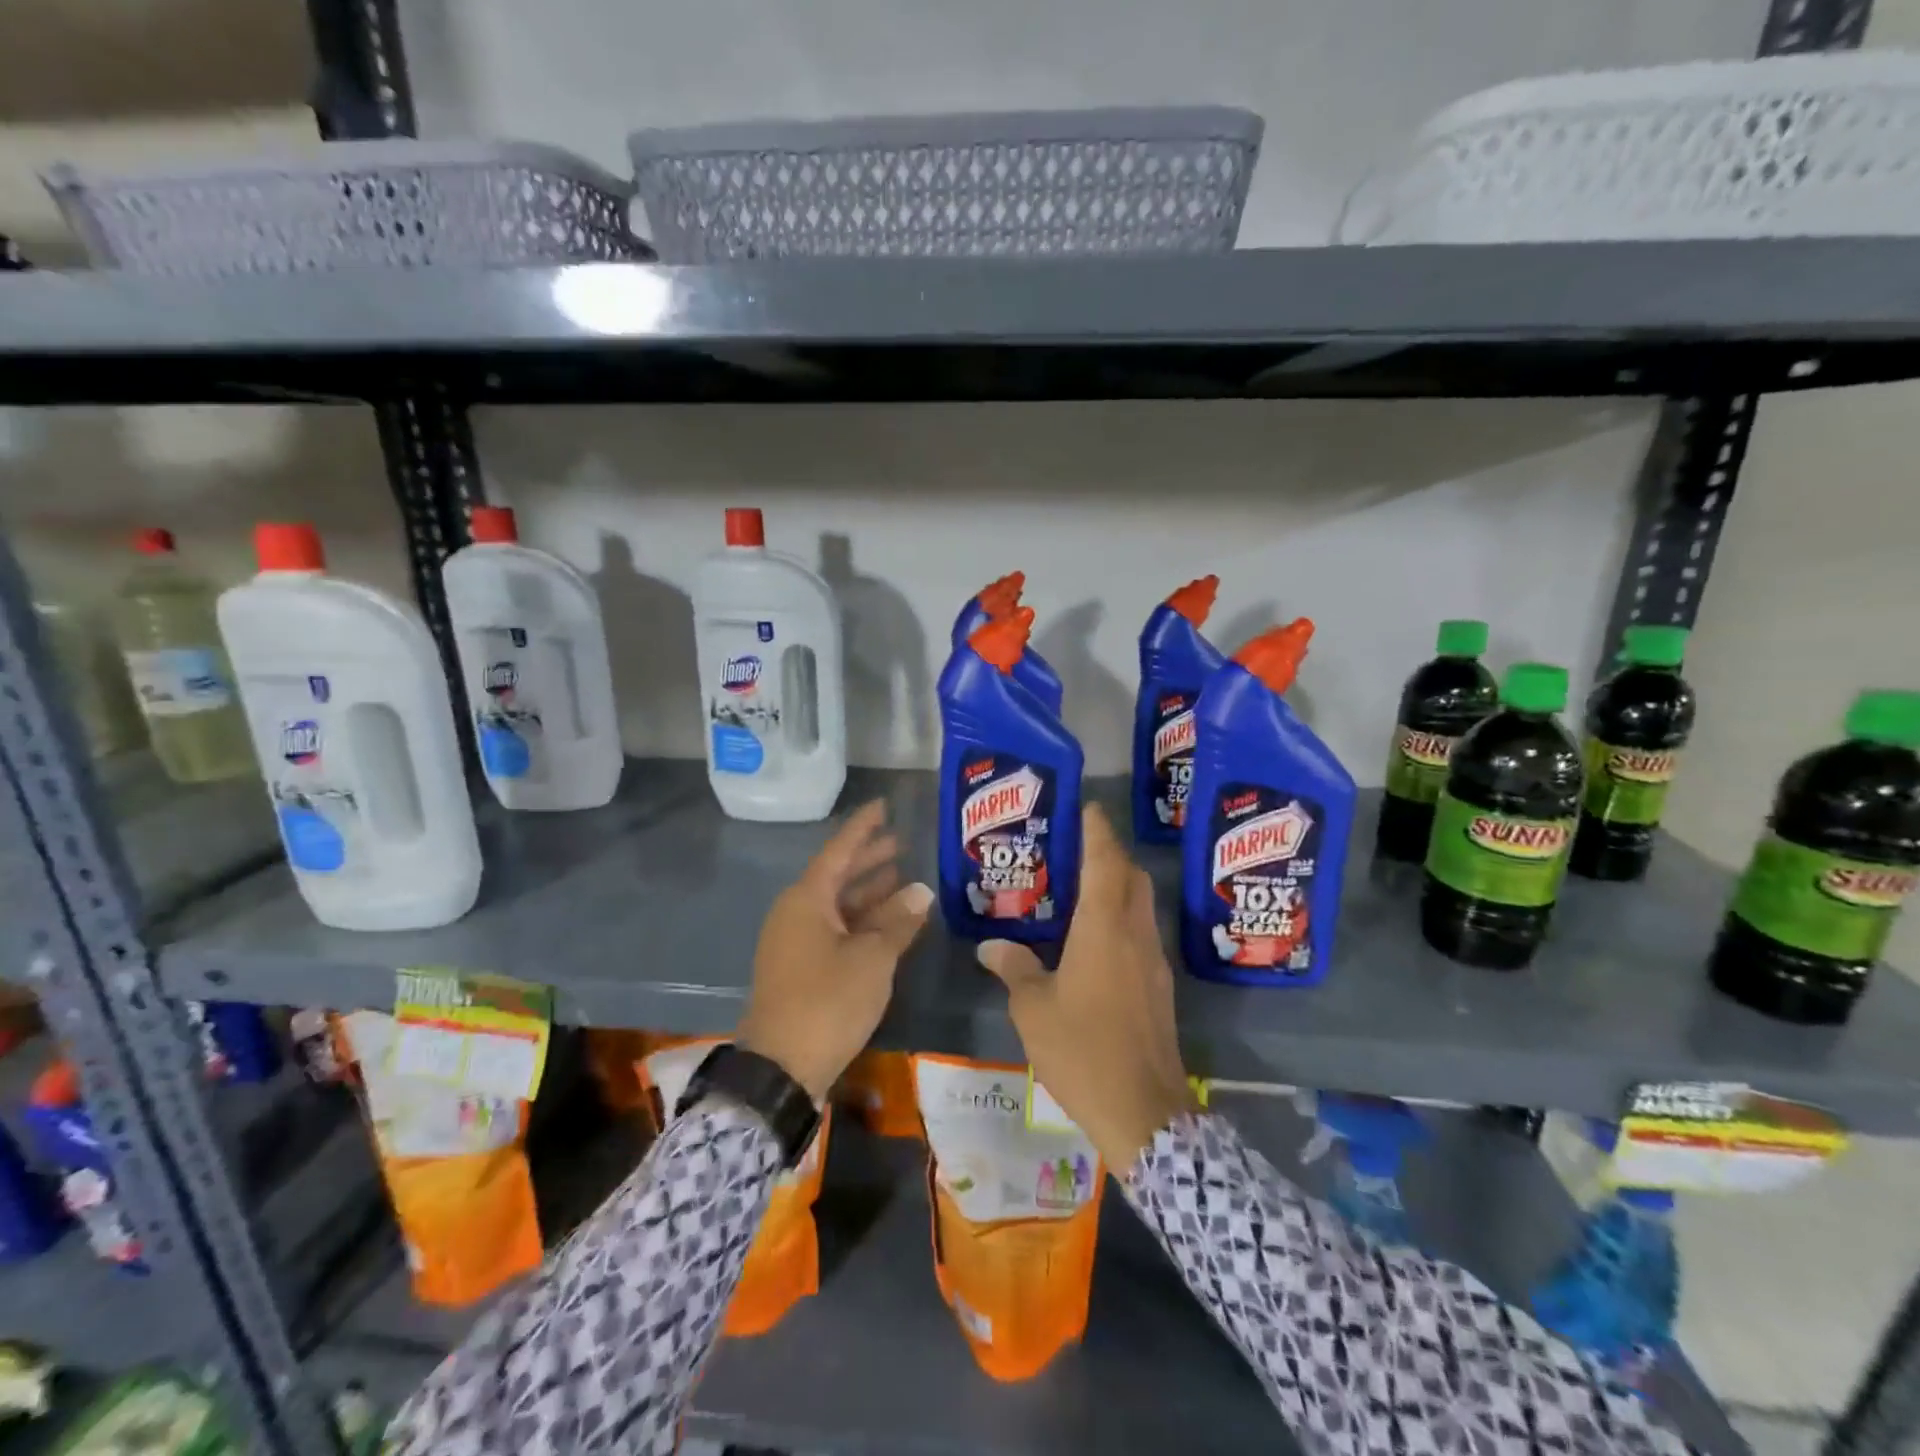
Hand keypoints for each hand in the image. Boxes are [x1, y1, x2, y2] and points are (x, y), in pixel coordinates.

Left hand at [737, 799, 933, 1101]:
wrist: (781, 1067)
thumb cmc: (828, 1001)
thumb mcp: (873, 958)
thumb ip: (898, 921)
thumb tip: (921, 892)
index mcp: (807, 899)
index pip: (839, 850)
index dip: (863, 827)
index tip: (884, 806)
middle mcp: (797, 912)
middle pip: (837, 875)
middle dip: (869, 859)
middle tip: (903, 843)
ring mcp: (795, 940)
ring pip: (837, 904)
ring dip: (869, 892)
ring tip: (904, 877)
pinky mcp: (800, 966)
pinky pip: (834, 928)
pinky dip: (861, 920)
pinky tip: (888, 922)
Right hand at [977, 805, 1193, 1170]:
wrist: (1144, 1112)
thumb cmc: (1083, 1050)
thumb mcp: (1034, 1009)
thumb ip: (1014, 969)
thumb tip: (991, 946)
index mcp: (1104, 928)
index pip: (1105, 862)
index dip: (1097, 830)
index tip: (1087, 807)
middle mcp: (1135, 934)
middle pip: (1132, 877)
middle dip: (1110, 854)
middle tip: (1077, 849)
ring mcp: (1154, 961)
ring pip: (1141, 906)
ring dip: (1119, 887)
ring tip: (1082, 890)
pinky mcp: (1160, 988)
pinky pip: (1142, 934)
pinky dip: (1123, 920)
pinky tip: (1096, 941)